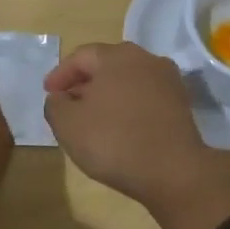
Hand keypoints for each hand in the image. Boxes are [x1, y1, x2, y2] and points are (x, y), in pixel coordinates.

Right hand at [43, 42, 229, 228]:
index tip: (48, 93)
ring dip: (107, 95)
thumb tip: (61, 98)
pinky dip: (127, 107)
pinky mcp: (181, 105)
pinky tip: (118, 128)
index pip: (81, 56)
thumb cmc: (114, 141)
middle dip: (84, 83)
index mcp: (117, 56)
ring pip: (127, 82)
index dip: (60, 74)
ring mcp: (168, 81)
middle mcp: (146, 59)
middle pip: (107, 65)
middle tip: (68, 103)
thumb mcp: (67, 124)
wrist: (174, 172)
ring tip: (91, 118)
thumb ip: (55, 105)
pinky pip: (145, 98)